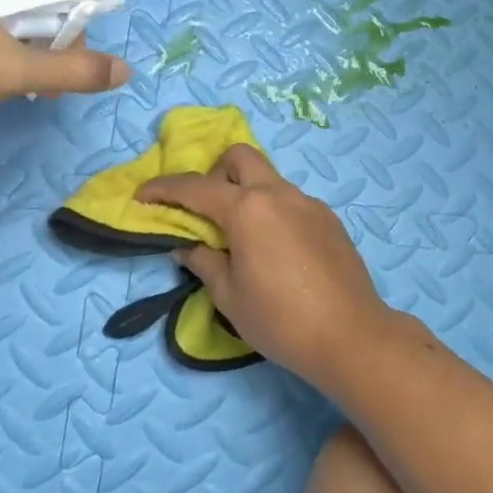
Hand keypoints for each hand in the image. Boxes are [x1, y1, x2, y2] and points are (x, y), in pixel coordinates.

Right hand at [136, 145, 393, 385]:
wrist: (350, 334)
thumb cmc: (280, 320)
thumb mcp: (229, 296)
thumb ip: (204, 262)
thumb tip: (187, 245)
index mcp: (248, 209)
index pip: (196, 188)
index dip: (164, 189)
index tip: (142, 195)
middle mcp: (279, 194)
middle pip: (241, 157)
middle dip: (215, 172)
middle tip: (206, 210)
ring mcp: (309, 203)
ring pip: (269, 179)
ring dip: (247, 193)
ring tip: (241, 237)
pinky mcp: (329, 219)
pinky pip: (291, 201)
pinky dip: (273, 211)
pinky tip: (276, 251)